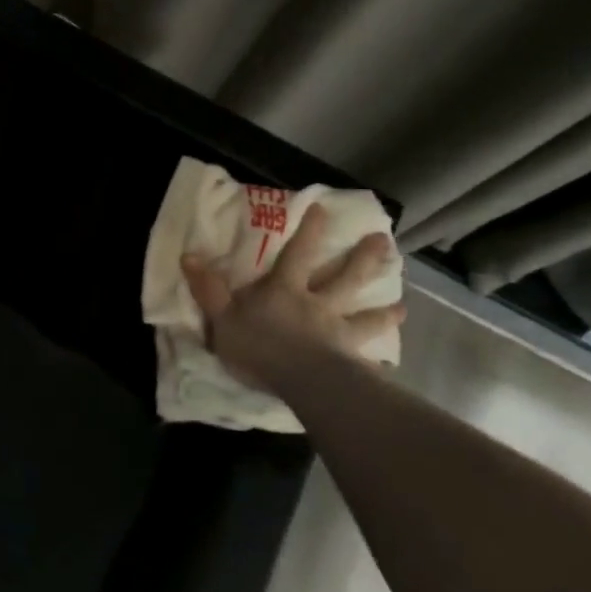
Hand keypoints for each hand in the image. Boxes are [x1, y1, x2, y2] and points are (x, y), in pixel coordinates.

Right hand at [180, 202, 405, 387]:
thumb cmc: (259, 346)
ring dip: (384, 311)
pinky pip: (368, 360)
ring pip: (365, 317)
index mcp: (285, 290)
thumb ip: (208, 289)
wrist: (301, 381)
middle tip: (384, 242)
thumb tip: (188, 254)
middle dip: (363, 259)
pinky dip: (379, 362)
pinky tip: (389, 365)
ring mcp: (338, 333)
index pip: (298, 254)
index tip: (324, 209)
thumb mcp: (222, 317)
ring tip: (402, 306)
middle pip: (345, 278)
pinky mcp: (350, 361)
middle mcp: (317, 305)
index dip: (310, 231)